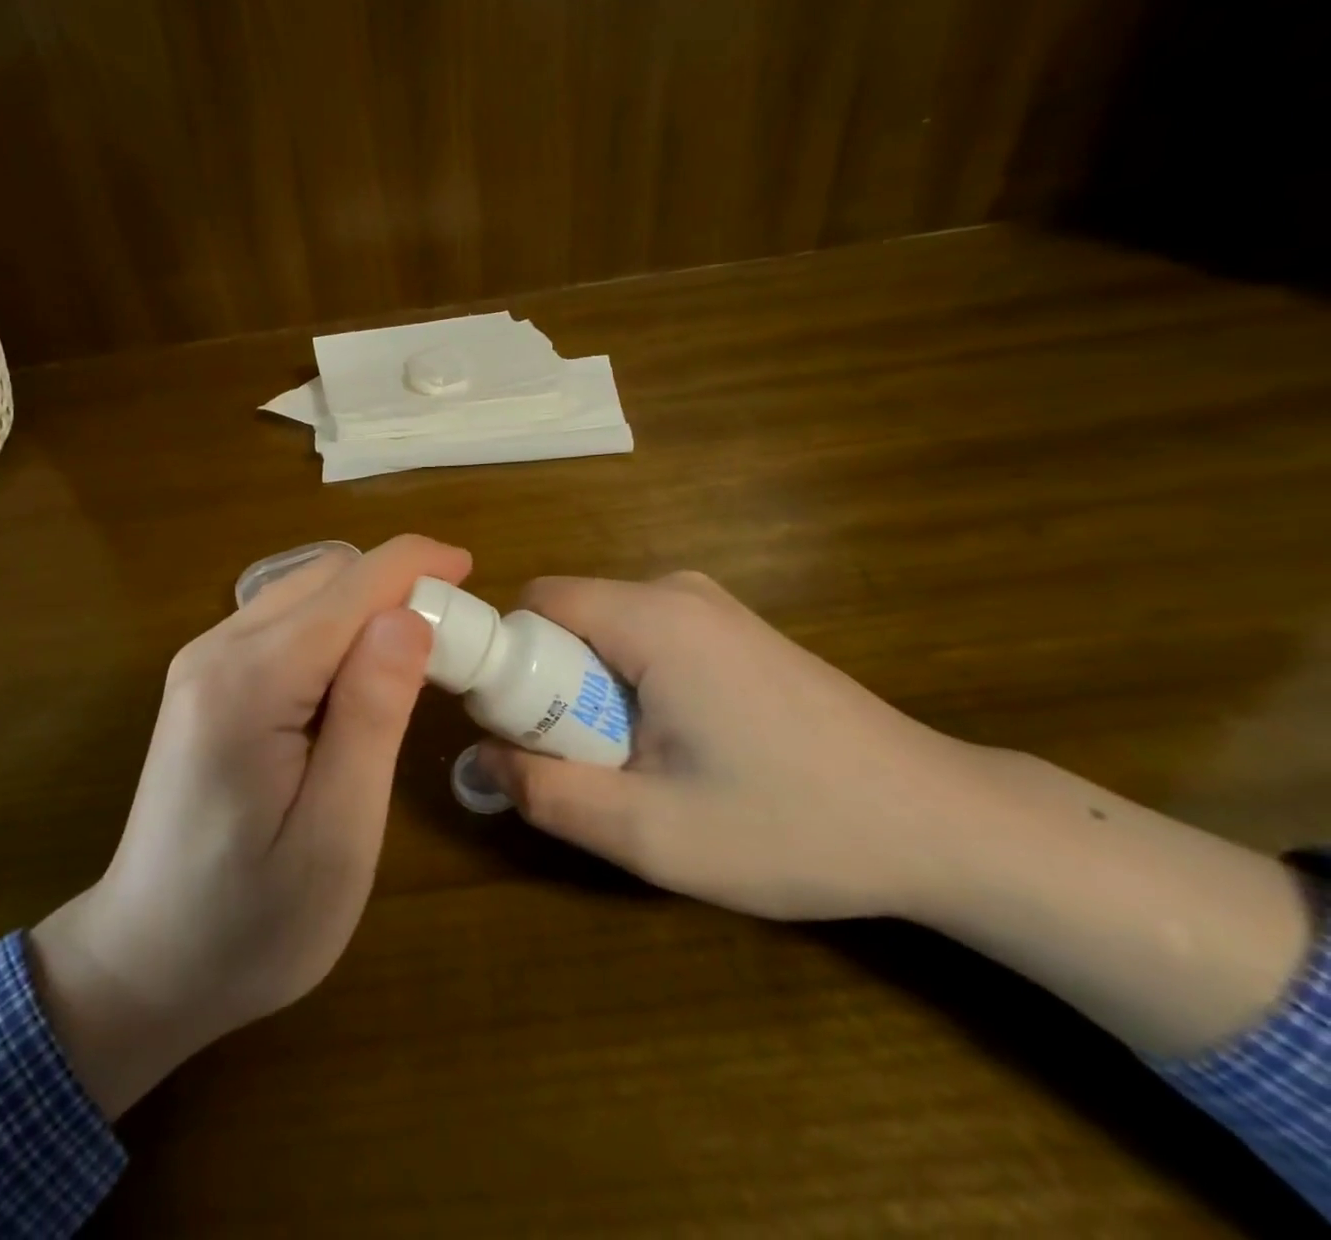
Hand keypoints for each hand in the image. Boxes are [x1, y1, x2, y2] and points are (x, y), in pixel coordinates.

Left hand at [31, 534, 470, 1115]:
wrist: (143, 963)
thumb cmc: (251, 922)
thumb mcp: (336, 834)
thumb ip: (372, 715)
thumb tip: (407, 617)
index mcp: (250, 681)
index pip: (351, 585)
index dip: (417, 565)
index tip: (471, 571)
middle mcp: (217, 650)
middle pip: (326, 578)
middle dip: (395, 590)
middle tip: (450, 647)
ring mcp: (204, 662)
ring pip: (305, 593)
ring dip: (366, 610)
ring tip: (411, 670)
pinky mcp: (205, 681)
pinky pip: (284, 624)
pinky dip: (334, 632)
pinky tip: (354, 687)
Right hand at [475, 571, 994, 922]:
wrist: (943, 823)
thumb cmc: (792, 825)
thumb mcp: (651, 833)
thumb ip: (548, 794)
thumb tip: (483, 759)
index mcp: (652, 617)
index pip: (534, 604)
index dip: (507, 663)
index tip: (523, 732)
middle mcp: (677, 592)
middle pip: (568, 620)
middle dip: (553, 689)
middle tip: (586, 766)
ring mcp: (713, 608)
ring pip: (605, 634)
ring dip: (593, 695)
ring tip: (639, 767)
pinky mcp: (735, 632)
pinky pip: (646, 642)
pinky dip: (633, 688)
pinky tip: (683, 750)